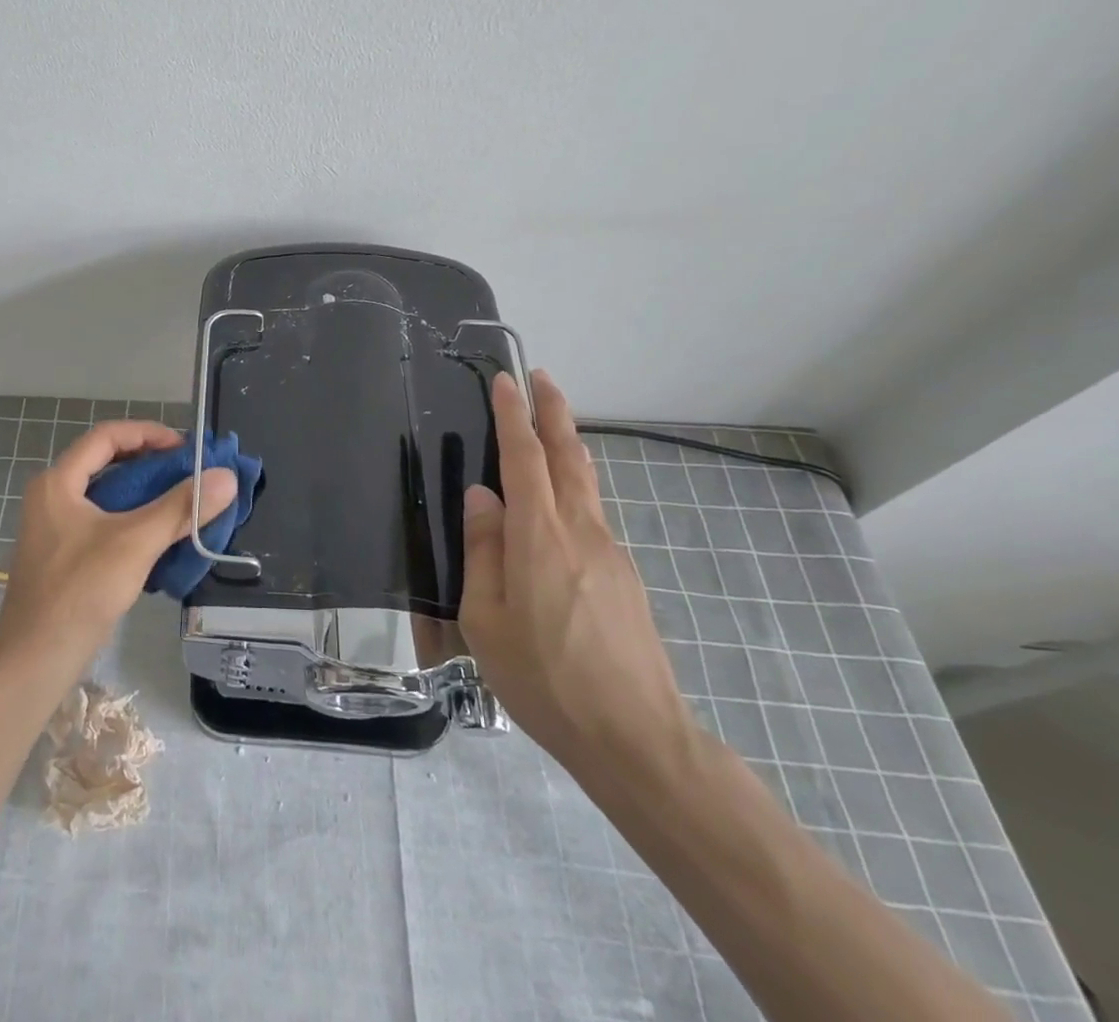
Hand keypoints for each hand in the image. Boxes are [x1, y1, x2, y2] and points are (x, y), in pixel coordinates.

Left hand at [0, 421, 237, 675]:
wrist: (35, 661)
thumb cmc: (80, 591)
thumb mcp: (135, 543)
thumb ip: (180, 508)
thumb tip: (226, 477)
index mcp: (59, 482)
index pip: (106, 436)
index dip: (147, 433)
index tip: (184, 447)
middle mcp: (53, 496)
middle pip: (107, 463)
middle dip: (150, 464)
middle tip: (190, 473)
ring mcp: (56, 528)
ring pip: (107, 496)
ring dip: (145, 494)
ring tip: (183, 502)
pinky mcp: (64, 555)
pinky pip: (104, 523)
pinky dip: (133, 521)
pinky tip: (161, 536)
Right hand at [460, 370, 696, 779]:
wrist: (636, 739)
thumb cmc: (544, 678)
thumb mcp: (486, 619)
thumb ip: (483, 551)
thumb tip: (482, 497)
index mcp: (539, 537)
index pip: (525, 458)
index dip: (514, 416)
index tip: (506, 380)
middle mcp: (581, 532)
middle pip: (569, 457)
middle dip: (555, 413)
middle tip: (542, 379)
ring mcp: (610, 554)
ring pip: (586, 485)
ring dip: (567, 447)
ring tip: (550, 428)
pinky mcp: (625, 579)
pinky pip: (592, 517)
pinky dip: (574, 490)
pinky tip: (558, 510)